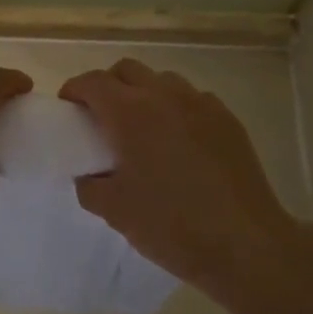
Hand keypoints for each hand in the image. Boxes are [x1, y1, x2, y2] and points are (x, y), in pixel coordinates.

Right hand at [60, 59, 300, 291]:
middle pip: (127, 70)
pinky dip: (176, 109)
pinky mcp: (227, 119)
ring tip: (142, 128)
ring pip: (162, 81)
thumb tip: (89, 174)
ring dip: (144, 94)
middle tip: (102, 116)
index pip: (93, 82)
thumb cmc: (170, 225)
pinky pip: (193, 100)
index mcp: (130, 113)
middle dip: (108, 85)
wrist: (244, 243)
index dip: (75, 90)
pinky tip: (179, 142)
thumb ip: (90, 185)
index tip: (69, 108)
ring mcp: (201, 104)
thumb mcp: (114, 211)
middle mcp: (164, 96)